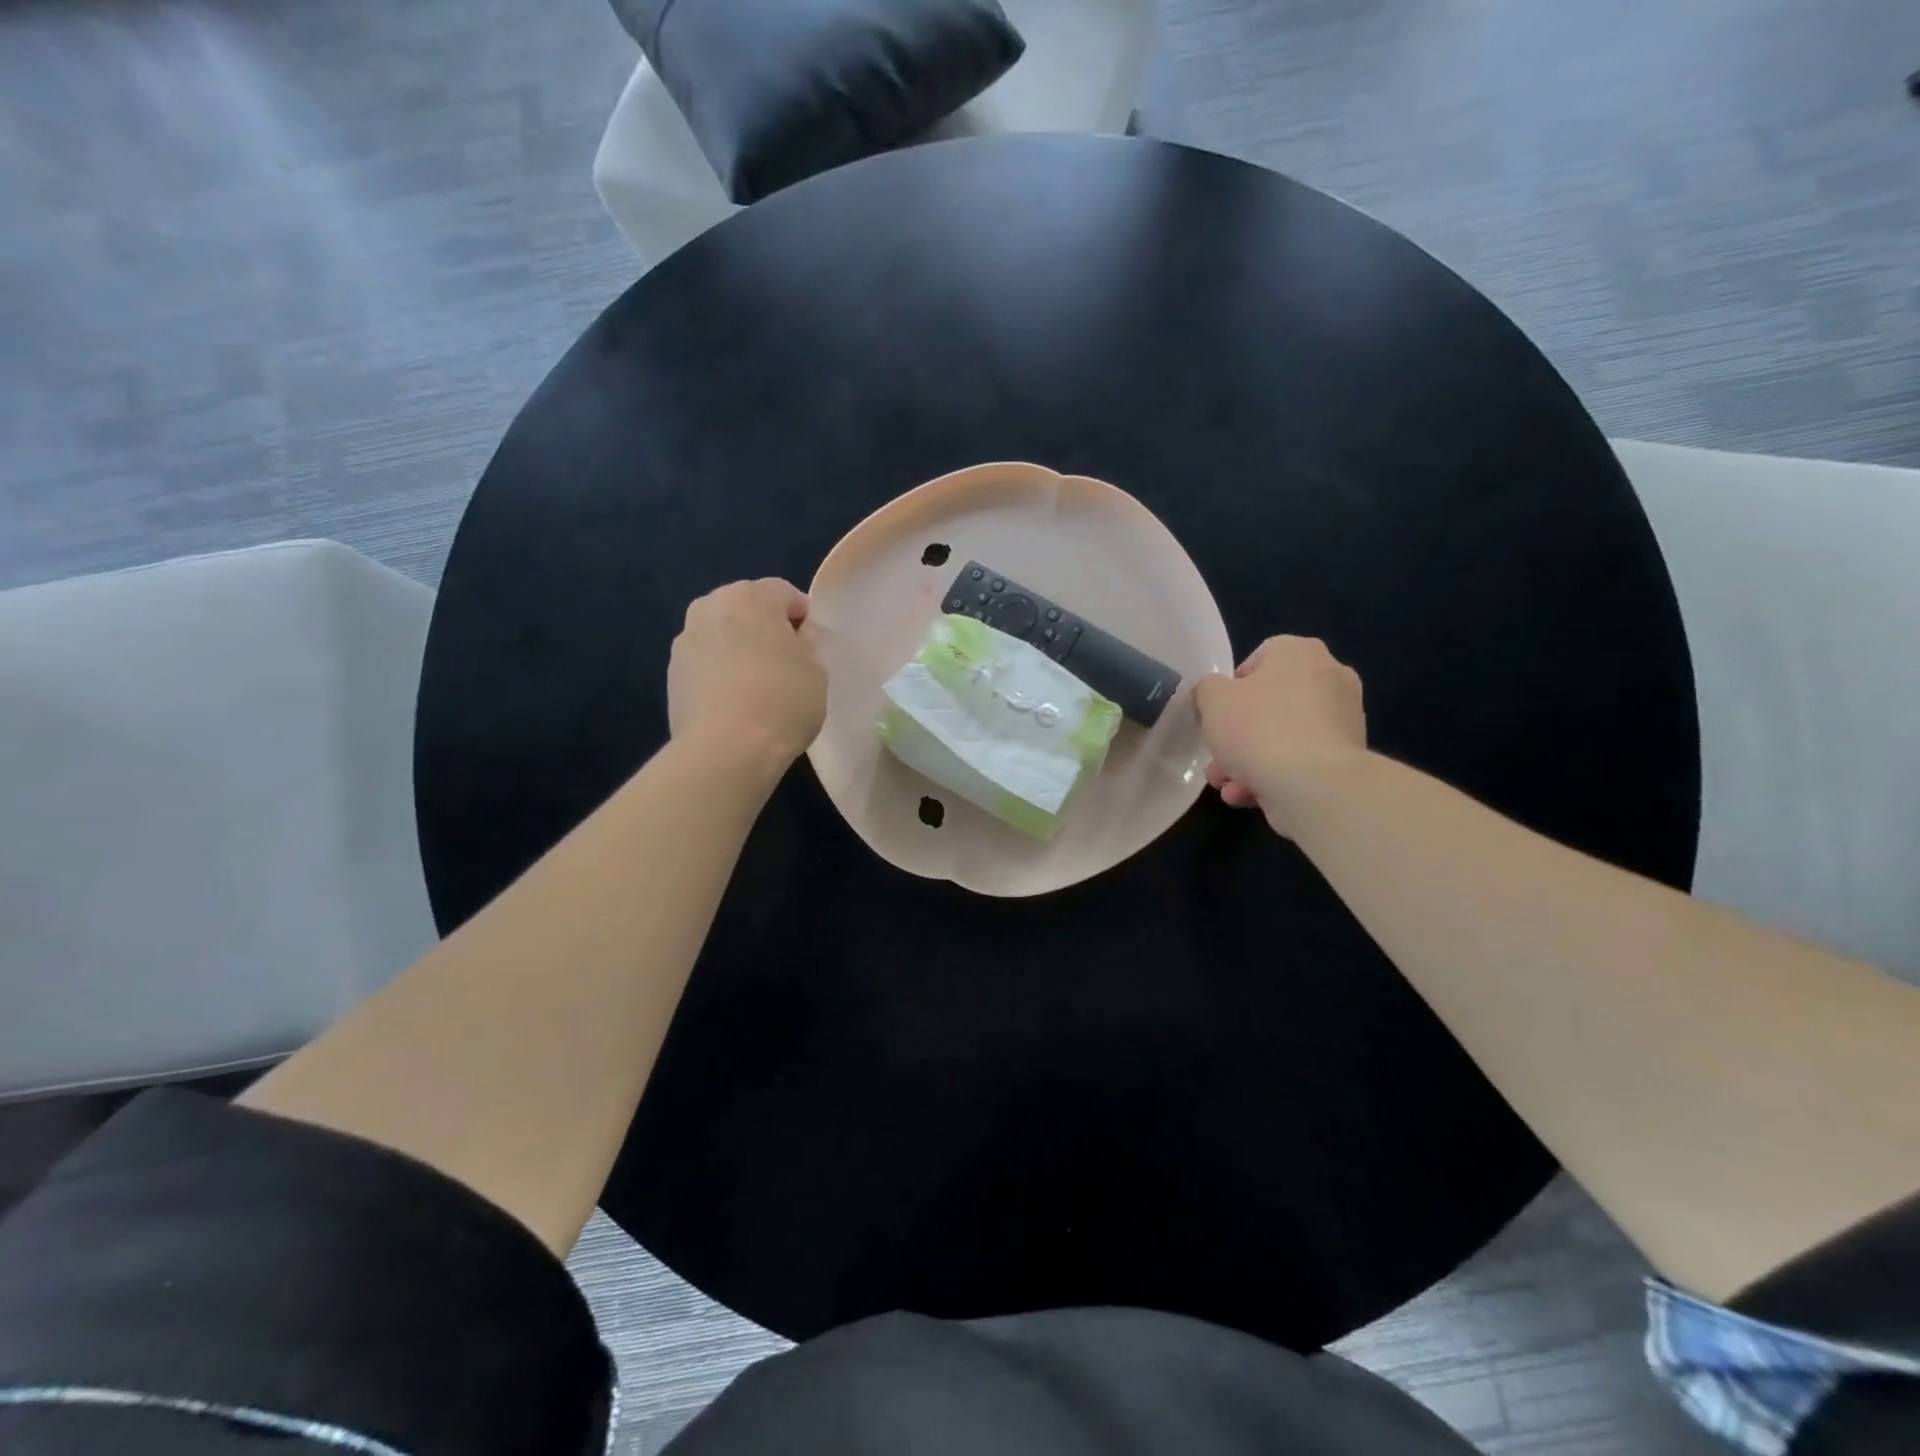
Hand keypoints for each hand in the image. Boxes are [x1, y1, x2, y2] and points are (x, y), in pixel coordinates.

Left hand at [669, 579, 826, 769]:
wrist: (727, 748)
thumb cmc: (782, 700)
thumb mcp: (816, 671)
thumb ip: (806, 645)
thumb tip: (794, 637)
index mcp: (751, 597)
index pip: (783, 592)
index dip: (801, 615)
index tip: (810, 644)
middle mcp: (711, 606)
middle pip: (745, 607)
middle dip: (764, 627)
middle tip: (783, 661)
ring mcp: (685, 640)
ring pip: (720, 633)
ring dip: (737, 647)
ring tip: (755, 683)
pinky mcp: (672, 672)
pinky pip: (705, 662)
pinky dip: (719, 672)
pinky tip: (733, 702)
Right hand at [1193, 636, 1366, 830]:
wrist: (1313, 783)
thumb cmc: (1258, 728)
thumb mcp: (1212, 699)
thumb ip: (1207, 689)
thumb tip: (1214, 695)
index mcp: (1300, 652)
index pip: (1260, 658)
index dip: (1232, 687)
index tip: (1218, 713)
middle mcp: (1330, 678)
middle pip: (1270, 704)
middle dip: (1238, 735)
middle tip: (1217, 758)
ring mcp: (1343, 720)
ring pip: (1283, 737)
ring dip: (1250, 761)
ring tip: (1227, 786)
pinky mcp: (1347, 758)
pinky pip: (1301, 761)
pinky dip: (1275, 776)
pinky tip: (1249, 796)